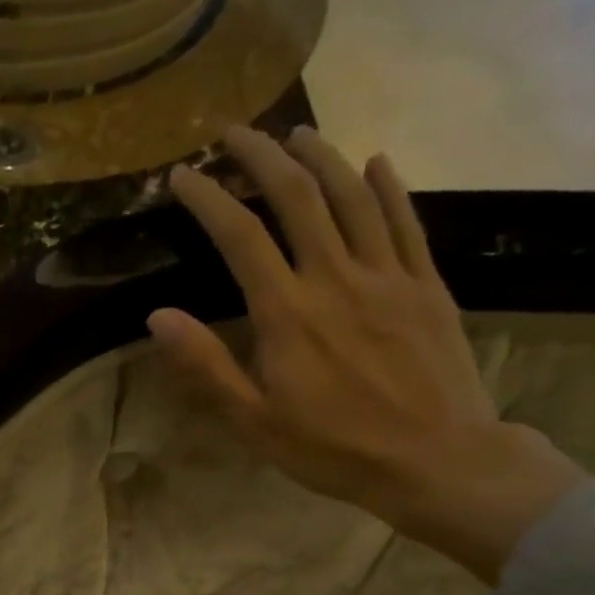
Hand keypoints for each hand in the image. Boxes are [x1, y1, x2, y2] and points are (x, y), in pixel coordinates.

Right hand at [150, 126, 586, 583]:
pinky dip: (387, 186)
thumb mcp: (252, 420)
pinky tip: (374, 162)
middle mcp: (336, 278)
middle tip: (234, 133)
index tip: (182, 175)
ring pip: (352, 197)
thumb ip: (205, 365)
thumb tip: (158, 316)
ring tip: (295, 135)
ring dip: (321, 158)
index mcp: (287, 313)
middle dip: (260, 157)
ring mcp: (388, 276)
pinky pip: (405, 221)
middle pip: (296, 197)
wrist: (436, 461)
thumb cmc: (331, 448)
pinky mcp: (426, 285)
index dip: (208, 199)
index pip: (239, 236)